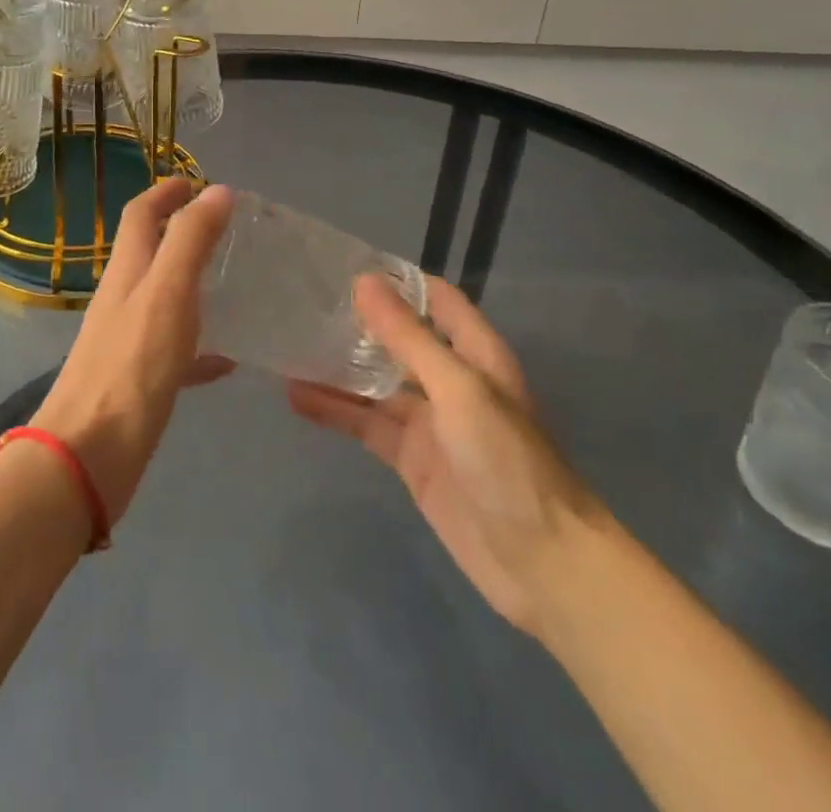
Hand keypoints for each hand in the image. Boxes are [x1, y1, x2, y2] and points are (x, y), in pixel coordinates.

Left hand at [30, 179, 233, 524]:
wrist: (88, 455)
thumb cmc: (131, 366)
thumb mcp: (167, 293)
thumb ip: (190, 241)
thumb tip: (216, 190)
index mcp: (127, 271)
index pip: (140, 215)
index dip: (164, 193)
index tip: (194, 181)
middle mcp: (122, 299)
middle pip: (149, 252)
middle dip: (180, 232)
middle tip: (224, 229)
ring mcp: (126, 341)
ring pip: (162, 298)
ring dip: (191, 283)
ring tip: (233, 284)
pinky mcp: (136, 380)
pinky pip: (174, 350)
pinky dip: (200, 344)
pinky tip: (228, 361)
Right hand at [287, 275, 603, 637]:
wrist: (541, 564)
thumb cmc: (507, 461)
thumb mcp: (457, 389)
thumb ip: (408, 337)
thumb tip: (364, 282)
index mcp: (473, 352)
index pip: (434, 298)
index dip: (396, 281)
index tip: (344, 266)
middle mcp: (450, 379)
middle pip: (398, 339)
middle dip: (357, 323)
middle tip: (303, 303)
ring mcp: (429, 421)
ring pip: (375, 383)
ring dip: (337, 368)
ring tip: (288, 346)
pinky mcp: (410, 459)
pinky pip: (366, 425)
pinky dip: (334, 411)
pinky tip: (296, 397)